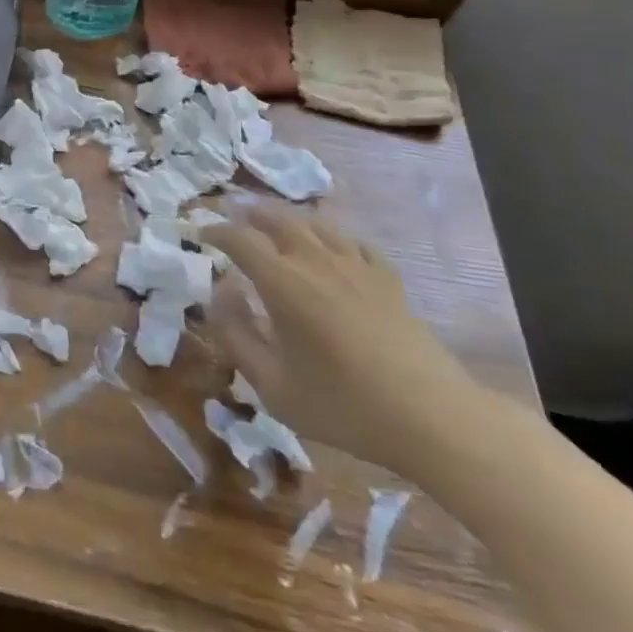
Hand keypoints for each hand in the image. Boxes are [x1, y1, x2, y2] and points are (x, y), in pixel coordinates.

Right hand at [204, 203, 484, 475]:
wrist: (431, 418)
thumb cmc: (342, 405)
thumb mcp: (272, 385)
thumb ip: (236, 335)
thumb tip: (221, 293)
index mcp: (283, 282)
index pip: (239, 239)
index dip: (216, 231)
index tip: (202, 234)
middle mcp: (316, 261)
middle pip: (279, 218)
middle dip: (251, 213)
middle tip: (236, 216)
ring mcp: (356, 266)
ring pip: (317, 224)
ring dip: (290, 218)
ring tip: (277, 224)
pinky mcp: (388, 279)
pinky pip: (354, 242)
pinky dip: (333, 237)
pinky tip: (333, 247)